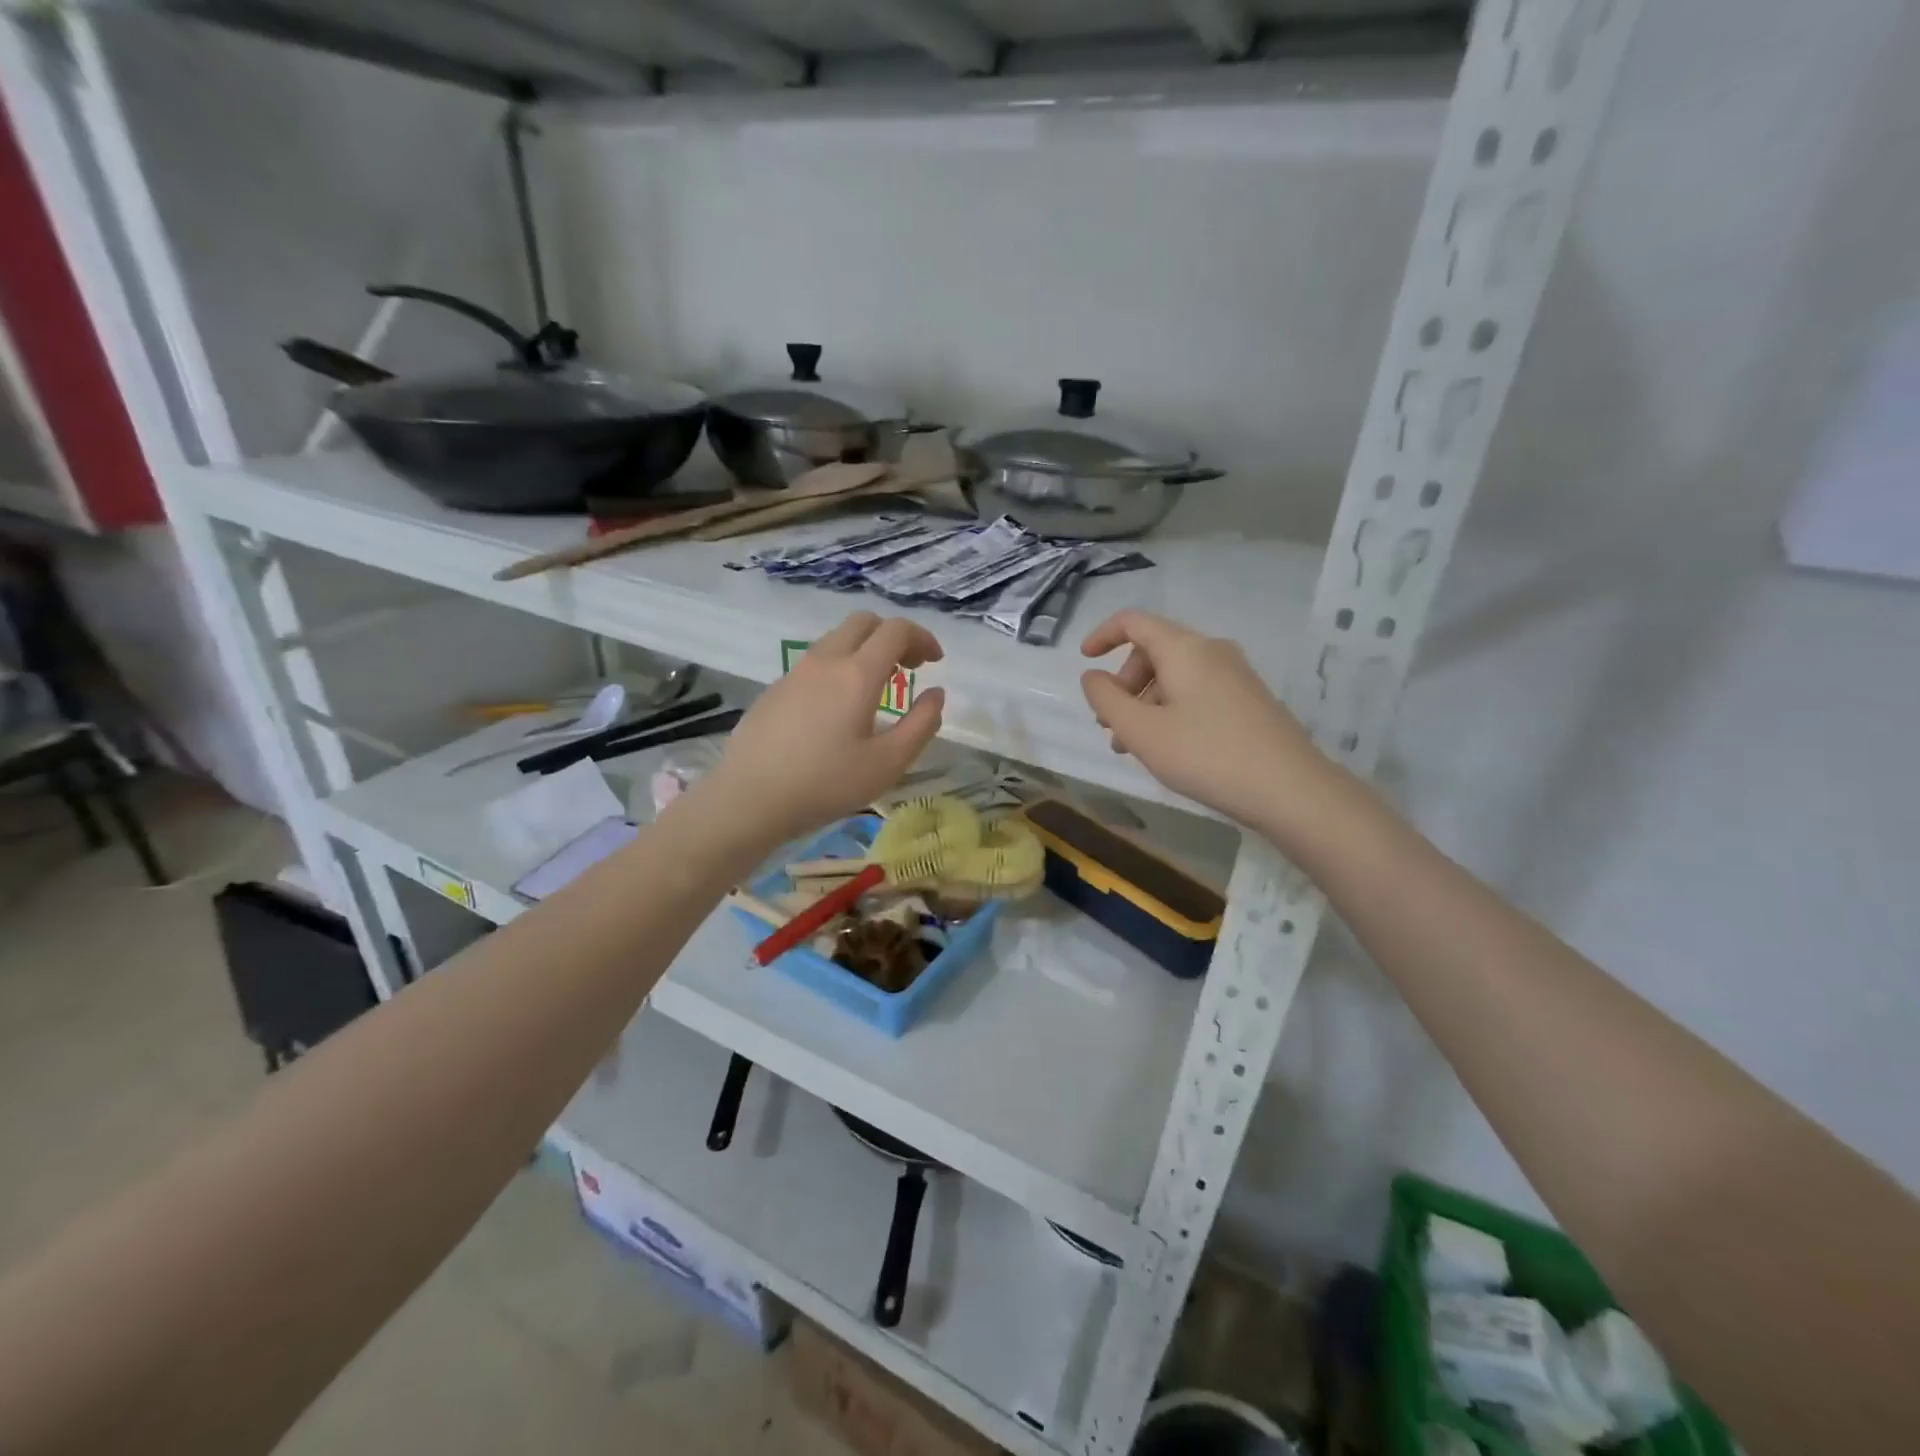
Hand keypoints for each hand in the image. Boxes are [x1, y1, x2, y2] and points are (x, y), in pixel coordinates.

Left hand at [706, 613, 945, 848]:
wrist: (749, 799)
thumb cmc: (826, 783)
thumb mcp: (888, 763)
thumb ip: (921, 724)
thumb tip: (936, 694)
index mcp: (857, 674)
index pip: (896, 630)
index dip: (922, 638)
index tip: (935, 663)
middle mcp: (825, 661)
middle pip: (864, 622)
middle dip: (893, 636)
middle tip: (909, 668)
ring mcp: (795, 672)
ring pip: (836, 640)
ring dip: (865, 650)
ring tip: (877, 688)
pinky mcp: (775, 689)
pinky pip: (815, 662)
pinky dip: (839, 667)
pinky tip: (838, 708)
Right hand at [1080, 610, 1328, 829]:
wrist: (1290, 789)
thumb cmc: (1206, 755)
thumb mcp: (1141, 731)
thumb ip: (1107, 700)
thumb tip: (1092, 677)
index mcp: (1184, 648)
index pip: (1134, 622)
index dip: (1102, 635)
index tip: (1084, 662)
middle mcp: (1212, 651)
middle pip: (1153, 651)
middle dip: (1123, 684)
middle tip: (1109, 726)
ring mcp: (1235, 675)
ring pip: (1175, 676)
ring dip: (1145, 703)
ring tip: (1133, 747)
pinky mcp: (1249, 700)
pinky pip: (1197, 692)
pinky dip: (1171, 710)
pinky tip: (1169, 748)